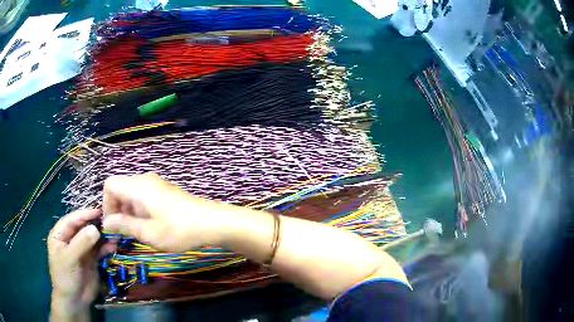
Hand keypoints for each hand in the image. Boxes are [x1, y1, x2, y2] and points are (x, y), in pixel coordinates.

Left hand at [48, 209, 115, 320]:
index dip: (84, 214)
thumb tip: (95, 229)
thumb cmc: (66, 278)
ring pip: (92, 238)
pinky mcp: (91, 259)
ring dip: (103, 236)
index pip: (71, 220)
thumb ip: (81, 244)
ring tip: (115, 234)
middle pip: (83, 227)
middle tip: (110, 221)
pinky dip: (106, 247)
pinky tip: (113, 246)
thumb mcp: (70, 259)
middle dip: (95, 224)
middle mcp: (70, 239)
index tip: (98, 211)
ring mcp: (81, 249)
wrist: (75, 301)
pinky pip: (99, 250)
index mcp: (60, 235)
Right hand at [102, 173, 229, 251]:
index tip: (112, 225)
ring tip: (136, 233)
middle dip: (117, 211)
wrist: (212, 223)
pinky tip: (149, 227)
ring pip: (132, 195)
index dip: (106, 204)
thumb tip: (106, 223)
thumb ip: (124, 225)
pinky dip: (140, 211)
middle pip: (120, 189)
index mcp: (137, 186)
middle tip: (123, 234)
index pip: (110, 185)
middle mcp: (145, 180)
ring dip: (128, 213)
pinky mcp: (165, 192)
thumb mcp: (147, 232)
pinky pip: (144, 197)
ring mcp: (157, 185)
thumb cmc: (177, 230)